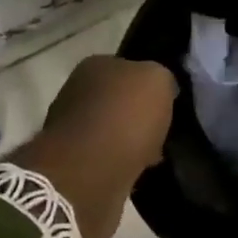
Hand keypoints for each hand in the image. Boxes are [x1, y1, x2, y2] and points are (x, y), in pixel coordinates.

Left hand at [8, 55, 175, 237]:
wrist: (91, 172)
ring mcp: (70, 129)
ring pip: (111, 131)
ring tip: (155, 155)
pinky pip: (106, 158)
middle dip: (138, 116)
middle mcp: (77, 91)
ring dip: (130, 142)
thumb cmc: (125, 116)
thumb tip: (160, 89)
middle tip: (162, 131)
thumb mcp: (158, 80)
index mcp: (95, 65)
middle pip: (117, 100)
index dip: (148, 85)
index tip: (166, 103)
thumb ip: (160, 77)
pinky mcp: (72, 163)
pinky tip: (139, 172)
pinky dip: (121, 164)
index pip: (127, 68)